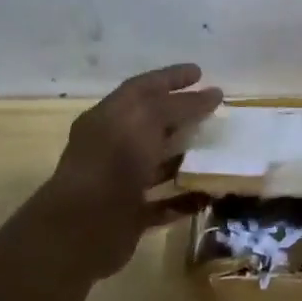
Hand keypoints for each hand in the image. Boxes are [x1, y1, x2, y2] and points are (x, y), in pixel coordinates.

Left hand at [23, 64, 222, 279]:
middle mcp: (112, 146)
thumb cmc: (113, 162)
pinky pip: (163, 202)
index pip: (143, 88)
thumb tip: (213, 94)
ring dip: (186, 157)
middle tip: (214, 111)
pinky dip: (185, 198)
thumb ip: (180, 106)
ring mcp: (120, 182)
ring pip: (157, 164)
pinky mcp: (129, 215)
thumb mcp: (148, 120)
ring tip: (218, 151)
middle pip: (151, 125)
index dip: (171, 77)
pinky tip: (209, 194)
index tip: (200, 72)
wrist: (83, 228)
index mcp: (109, 117)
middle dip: (181, 116)